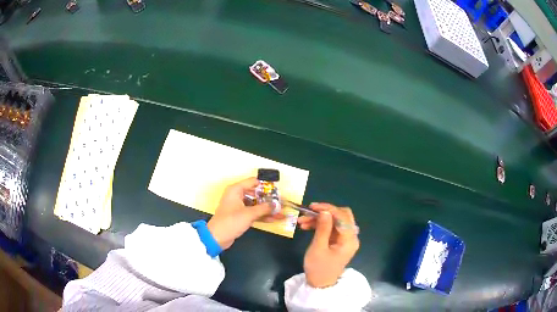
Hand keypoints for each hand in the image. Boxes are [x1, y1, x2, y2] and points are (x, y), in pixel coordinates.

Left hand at [207, 178, 283, 249]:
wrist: (217, 237)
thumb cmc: (231, 222)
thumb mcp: (249, 214)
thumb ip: (264, 208)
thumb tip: (276, 204)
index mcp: (236, 190)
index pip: (253, 182)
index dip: (265, 185)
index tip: (277, 191)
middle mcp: (237, 195)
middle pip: (256, 193)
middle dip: (268, 199)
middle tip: (281, 202)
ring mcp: (238, 206)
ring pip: (255, 204)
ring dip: (267, 209)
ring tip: (281, 212)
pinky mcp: (240, 216)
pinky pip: (253, 212)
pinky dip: (262, 215)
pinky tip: (274, 219)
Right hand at [299, 203, 359, 287]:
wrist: (320, 284)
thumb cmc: (319, 268)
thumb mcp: (318, 248)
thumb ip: (323, 228)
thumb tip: (325, 211)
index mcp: (349, 239)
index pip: (343, 217)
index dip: (328, 209)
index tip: (312, 207)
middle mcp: (351, 237)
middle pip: (342, 216)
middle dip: (325, 212)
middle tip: (309, 212)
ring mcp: (345, 239)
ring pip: (334, 221)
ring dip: (319, 219)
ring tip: (302, 221)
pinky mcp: (338, 241)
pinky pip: (331, 228)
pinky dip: (320, 225)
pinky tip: (306, 226)